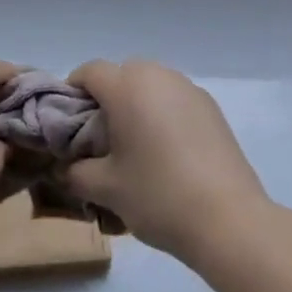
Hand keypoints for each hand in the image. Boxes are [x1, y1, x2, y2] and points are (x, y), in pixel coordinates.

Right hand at [64, 59, 271, 263]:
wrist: (228, 219)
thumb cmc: (157, 195)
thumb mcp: (106, 189)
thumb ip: (75, 173)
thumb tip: (63, 169)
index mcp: (127, 86)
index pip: (89, 72)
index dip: (73, 92)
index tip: (70, 124)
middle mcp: (158, 76)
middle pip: (121, 74)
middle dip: (107, 98)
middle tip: (102, 138)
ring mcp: (189, 88)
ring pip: (151, 84)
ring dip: (137, 104)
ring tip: (137, 146)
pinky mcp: (211, 107)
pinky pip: (174, 99)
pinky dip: (163, 113)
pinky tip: (168, 152)